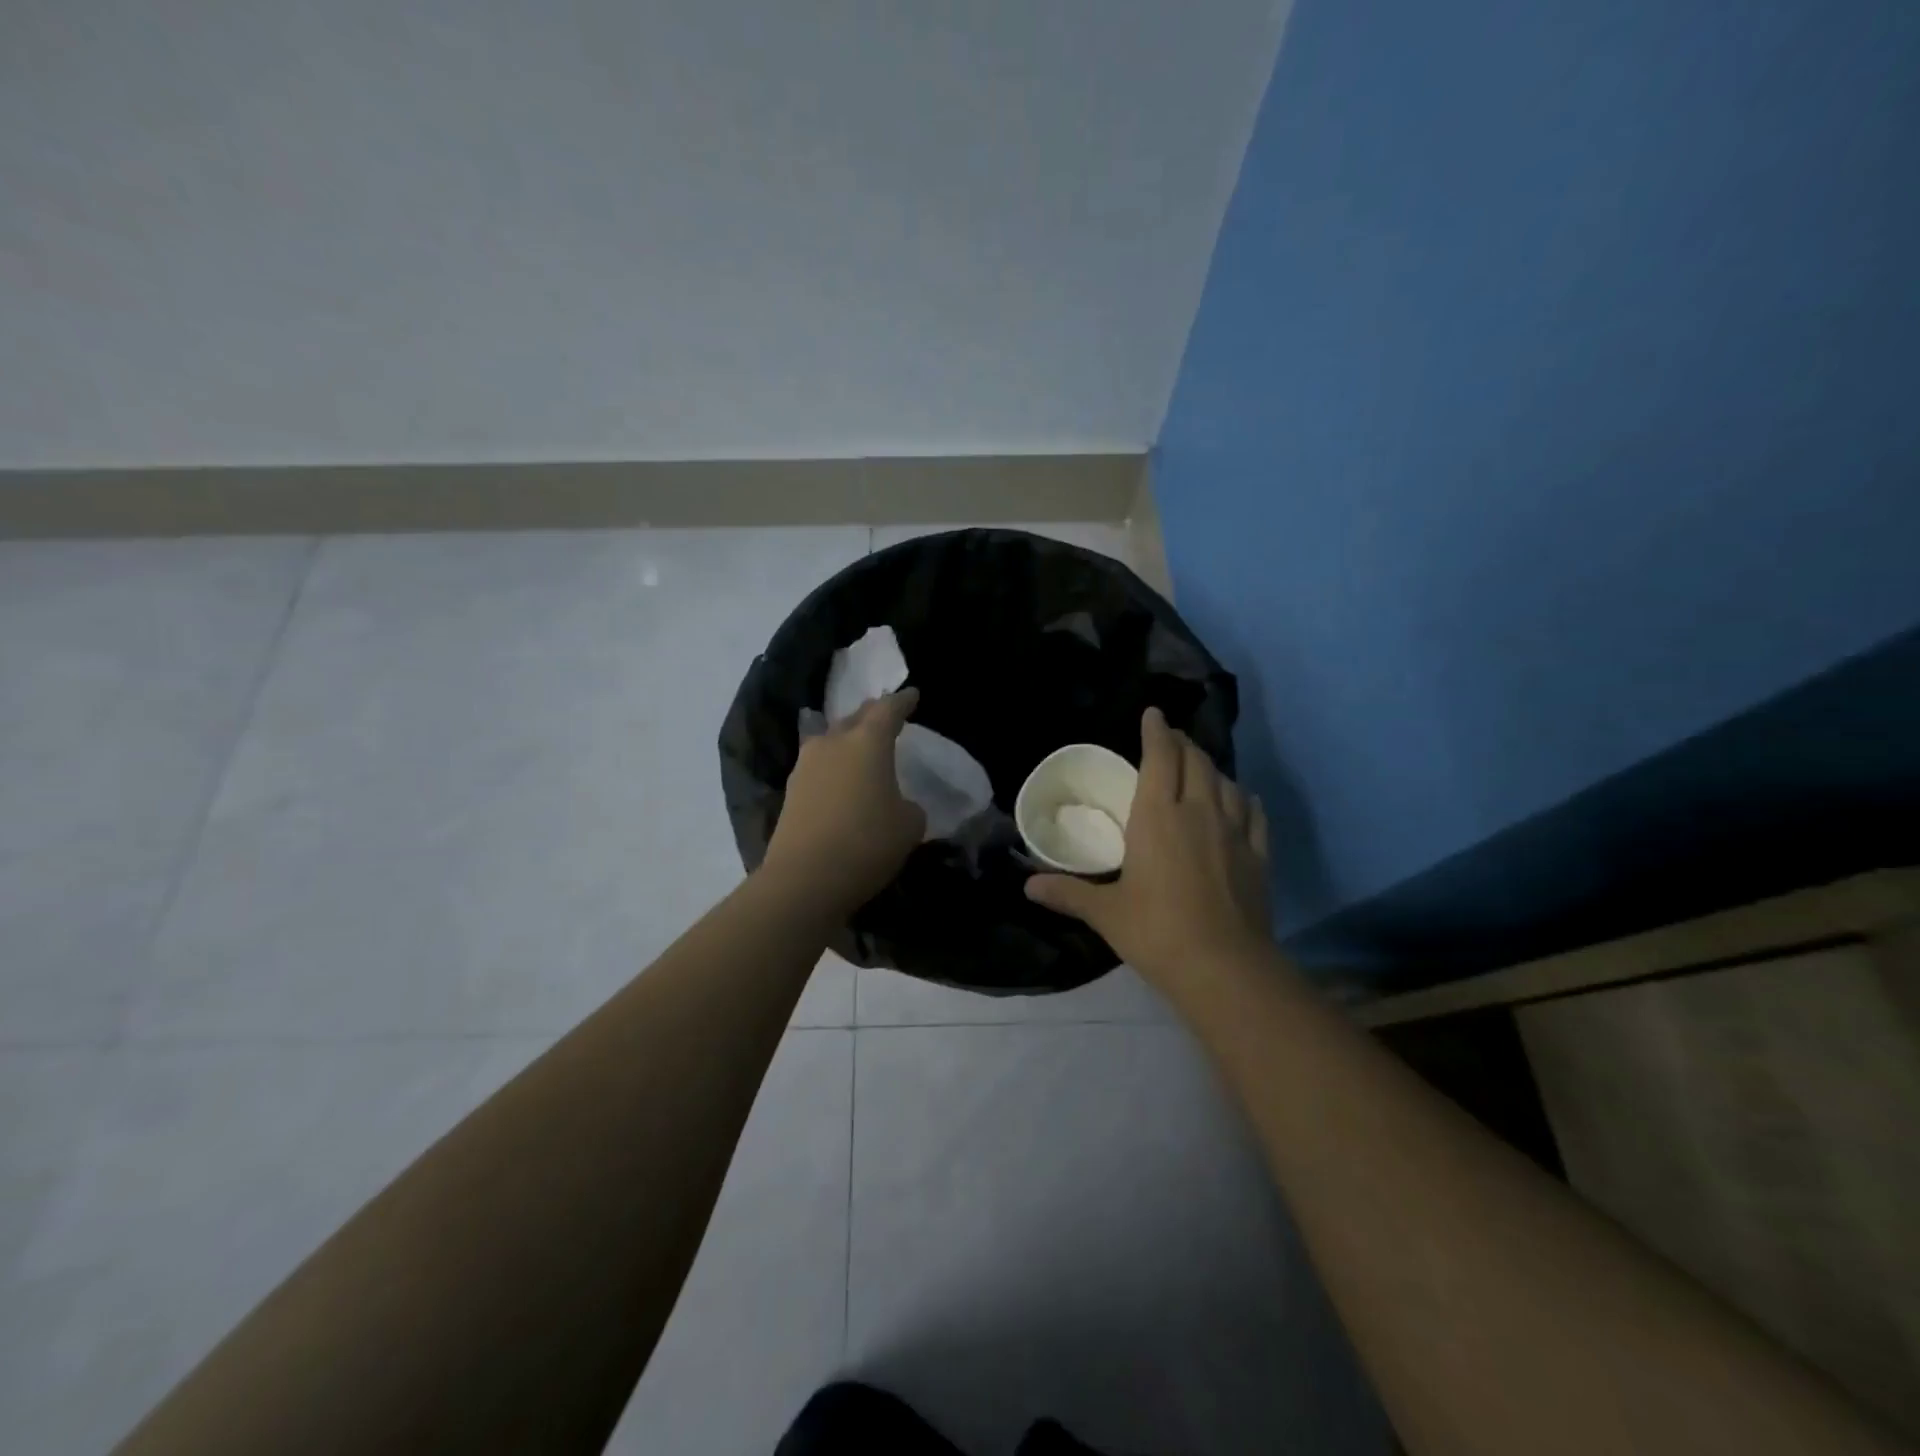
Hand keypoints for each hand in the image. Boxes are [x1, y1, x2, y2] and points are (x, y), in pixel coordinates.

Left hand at [762, 689, 926, 913]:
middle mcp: (833, 743)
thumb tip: (896, 804)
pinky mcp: (791, 791)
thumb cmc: (867, 843)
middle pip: (855, 719)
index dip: (903, 702)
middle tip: (886, 717)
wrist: (804, 879)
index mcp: (868, 742)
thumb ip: (908, 806)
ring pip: (831, 741)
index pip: (888, 710)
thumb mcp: (909, 825)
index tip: (912, 695)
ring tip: (861, 748)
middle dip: (872, 716)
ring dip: (848, 741)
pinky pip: (818, 767)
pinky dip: (833, 768)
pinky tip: (841, 781)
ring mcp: (806, 766)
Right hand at [1025, 707, 1271, 993]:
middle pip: (1196, 762)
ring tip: (1201, 767)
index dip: (1156, 731)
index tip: (1153, 714)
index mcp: (1158, 816)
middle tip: (1172, 739)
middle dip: (1183, 743)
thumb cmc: (1157, 931)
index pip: (1160, 757)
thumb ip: (1067, 893)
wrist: (1224, 967)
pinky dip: (1244, 798)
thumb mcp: (1106, 913)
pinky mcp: (1258, 855)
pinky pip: (1254, 813)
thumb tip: (1027, 886)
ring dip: (1211, 767)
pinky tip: (1241, 800)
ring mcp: (1235, 832)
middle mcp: (1199, 811)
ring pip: (1226, 782)